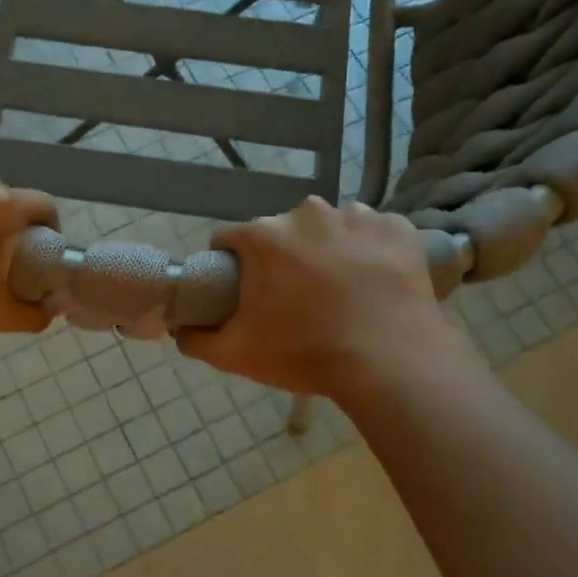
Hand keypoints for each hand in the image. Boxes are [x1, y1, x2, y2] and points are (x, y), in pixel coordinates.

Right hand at [178, 198, 474, 399]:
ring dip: (326, 249)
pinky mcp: (397, 228)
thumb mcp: (235, 354)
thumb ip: (196, 338)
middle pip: (281, 231)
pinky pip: (373, 232)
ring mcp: (357, 216)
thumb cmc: (304, 353)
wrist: (389, 363)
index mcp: (263, 237)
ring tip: (339, 290)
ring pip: (329, 227)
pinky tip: (373, 281)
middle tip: (294, 298)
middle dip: (282, 257)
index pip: (229, 239)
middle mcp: (307, 213)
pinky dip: (369, 250)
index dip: (230, 264)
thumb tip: (179, 329)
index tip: (243, 291)